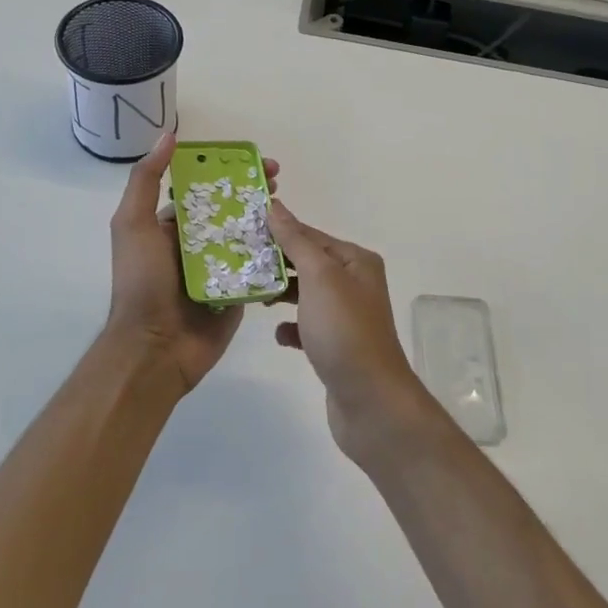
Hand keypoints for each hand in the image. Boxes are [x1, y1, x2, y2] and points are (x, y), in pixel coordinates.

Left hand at [104, 132, 277, 392]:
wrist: (155, 348)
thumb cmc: (142, 283)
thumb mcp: (132, 225)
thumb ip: (146, 180)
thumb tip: (168, 137)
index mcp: (172, 225)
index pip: (204, 188)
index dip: (228, 170)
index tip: (252, 159)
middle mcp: (197, 243)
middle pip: (231, 209)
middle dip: (254, 191)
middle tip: (278, 180)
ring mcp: (219, 268)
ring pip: (249, 235)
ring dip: (269, 218)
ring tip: (288, 207)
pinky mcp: (238, 290)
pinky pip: (258, 267)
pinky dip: (274, 252)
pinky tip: (293, 238)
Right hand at [267, 200, 437, 462]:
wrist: (370, 401)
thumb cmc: (343, 331)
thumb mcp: (319, 277)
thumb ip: (295, 240)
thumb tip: (275, 206)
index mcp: (355, 261)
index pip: (310, 235)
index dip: (278, 231)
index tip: (241, 230)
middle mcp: (354, 284)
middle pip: (307, 263)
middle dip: (275, 263)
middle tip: (236, 261)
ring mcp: (345, 317)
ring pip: (305, 295)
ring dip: (280, 294)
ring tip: (250, 294)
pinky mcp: (335, 347)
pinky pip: (307, 327)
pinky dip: (291, 328)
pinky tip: (278, 334)